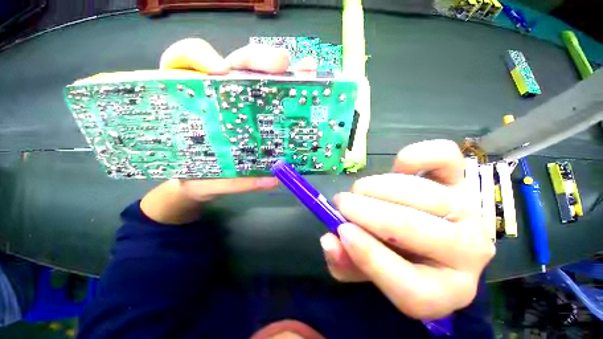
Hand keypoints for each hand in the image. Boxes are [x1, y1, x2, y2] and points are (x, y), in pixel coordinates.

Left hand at [142, 38, 311, 223]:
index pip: (185, 61)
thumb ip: (232, 182)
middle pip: (235, 63)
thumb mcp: (205, 181)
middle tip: (282, 64)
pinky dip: (290, 89)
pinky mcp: (256, 113)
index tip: (220, 72)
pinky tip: (304, 92)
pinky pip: (273, 95)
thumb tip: (272, 180)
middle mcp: (218, 94)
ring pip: (259, 75)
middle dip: (259, 59)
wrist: (201, 184)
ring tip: (305, 72)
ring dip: (283, 71)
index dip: (200, 57)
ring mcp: (241, 101)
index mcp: (191, 102)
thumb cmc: (197, 177)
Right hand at [320, 140, 494, 318]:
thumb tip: (328, 240)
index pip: (410, 285)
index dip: (368, 254)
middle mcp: (467, 254)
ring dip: (378, 188)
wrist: (429, 238)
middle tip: (341, 203)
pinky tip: (398, 166)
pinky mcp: (463, 179)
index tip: (340, 229)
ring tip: (360, 191)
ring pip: (422, 192)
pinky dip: (416, 156)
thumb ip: (343, 262)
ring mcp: (469, 211)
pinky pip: (445, 157)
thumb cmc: (395, 257)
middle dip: (366, 211)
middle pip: (413, 227)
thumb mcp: (364, 269)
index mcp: (444, 291)